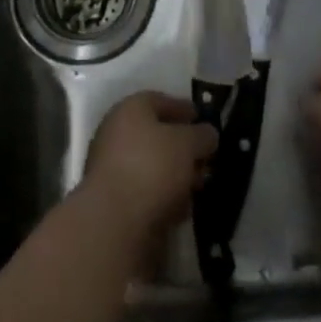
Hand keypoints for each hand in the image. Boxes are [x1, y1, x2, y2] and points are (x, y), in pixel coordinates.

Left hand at [79, 91, 217, 240]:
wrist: (113, 221)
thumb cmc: (152, 167)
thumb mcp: (187, 144)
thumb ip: (202, 135)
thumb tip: (208, 134)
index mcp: (130, 109)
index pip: (160, 100)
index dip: (183, 108)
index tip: (202, 118)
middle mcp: (116, 132)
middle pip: (155, 134)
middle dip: (182, 146)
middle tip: (205, 157)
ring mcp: (112, 167)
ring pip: (151, 165)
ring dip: (175, 174)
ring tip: (198, 185)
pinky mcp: (113, 200)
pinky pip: (145, 190)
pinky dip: (163, 195)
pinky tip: (181, 208)